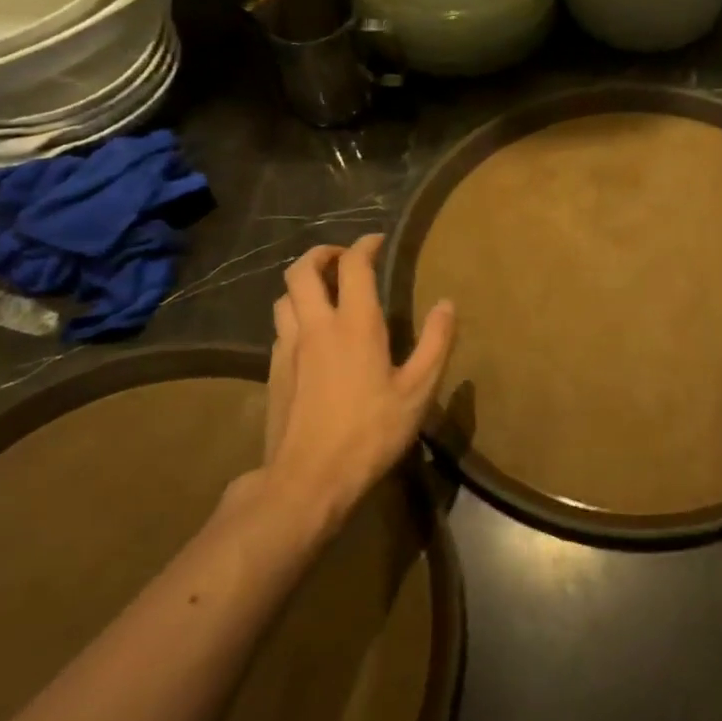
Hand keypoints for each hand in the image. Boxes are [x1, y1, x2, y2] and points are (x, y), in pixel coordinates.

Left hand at [245, 233, 454, 537]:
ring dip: (304, 284)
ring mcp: (288, 348)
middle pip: (301, 270)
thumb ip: (435, 342)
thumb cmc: (371, 433)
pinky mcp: (274, 372)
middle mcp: (315, 326)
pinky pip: (280, 327)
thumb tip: (447, 303)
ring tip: (325, 292)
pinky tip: (311, 335)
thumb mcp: (418, 391)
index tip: (377, 241)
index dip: (364, 245)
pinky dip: (295, 314)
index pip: (354, 266)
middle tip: (343, 258)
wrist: (308, 479)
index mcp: (355, 325)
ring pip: (284, 297)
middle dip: (322, 253)